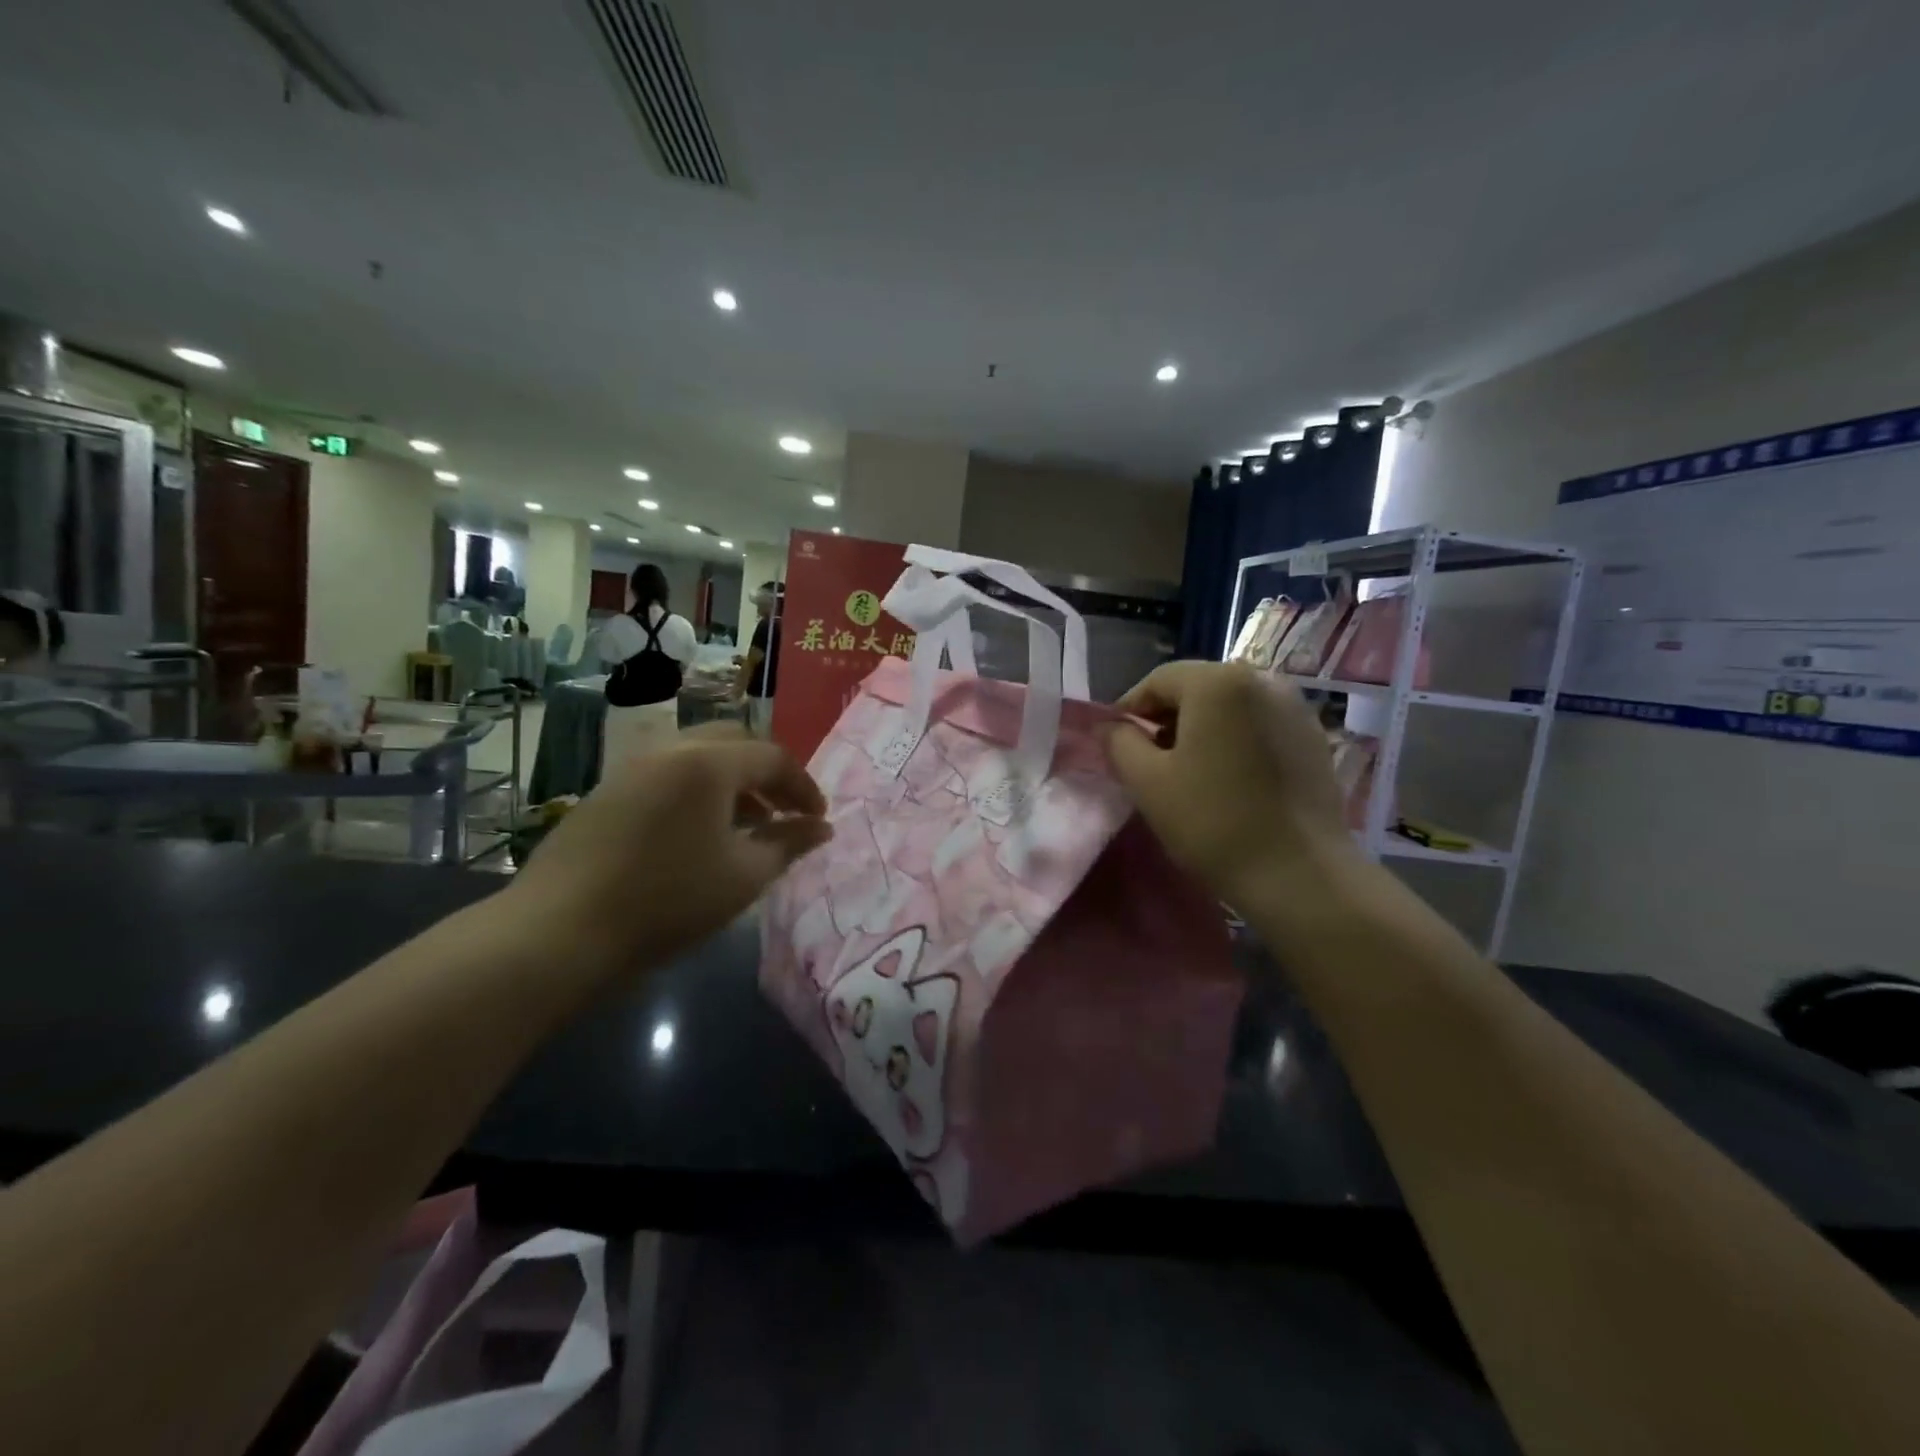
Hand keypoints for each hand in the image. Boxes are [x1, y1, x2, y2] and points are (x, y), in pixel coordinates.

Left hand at [506, 726, 829, 973]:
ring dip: (732, 781)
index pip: (773, 758)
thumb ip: (789, 843)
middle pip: (734, 742)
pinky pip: (668, 774)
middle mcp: (671, 750)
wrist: (559, 931)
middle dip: (767, 774)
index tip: (818, 819)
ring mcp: (633, 767)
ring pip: (698, 756)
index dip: (803, 787)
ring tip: (746, 825)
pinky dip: (697, 791)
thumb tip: (822, 828)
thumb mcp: (743, 877)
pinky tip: (698, 834)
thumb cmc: (667, 900)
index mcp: (709, 763)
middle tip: (783, 812)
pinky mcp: (607, 790)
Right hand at [1106, 661, 1358, 906]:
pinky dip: (1236, 741)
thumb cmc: (1213, 821)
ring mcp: (1296, 707)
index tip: (1116, 744)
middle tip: (1149, 761)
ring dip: (1202, 730)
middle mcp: (1262, 680)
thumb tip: (1110, 725)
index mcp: (1218, 682)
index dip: (1130, 709)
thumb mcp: (1147, 782)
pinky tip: (1229, 779)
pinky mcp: (1314, 737)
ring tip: (1189, 772)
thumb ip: (1119, 742)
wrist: (1299, 875)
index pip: (1158, 680)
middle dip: (1167, 719)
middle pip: (1197, 688)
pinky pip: (1259, 725)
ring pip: (1230, 707)